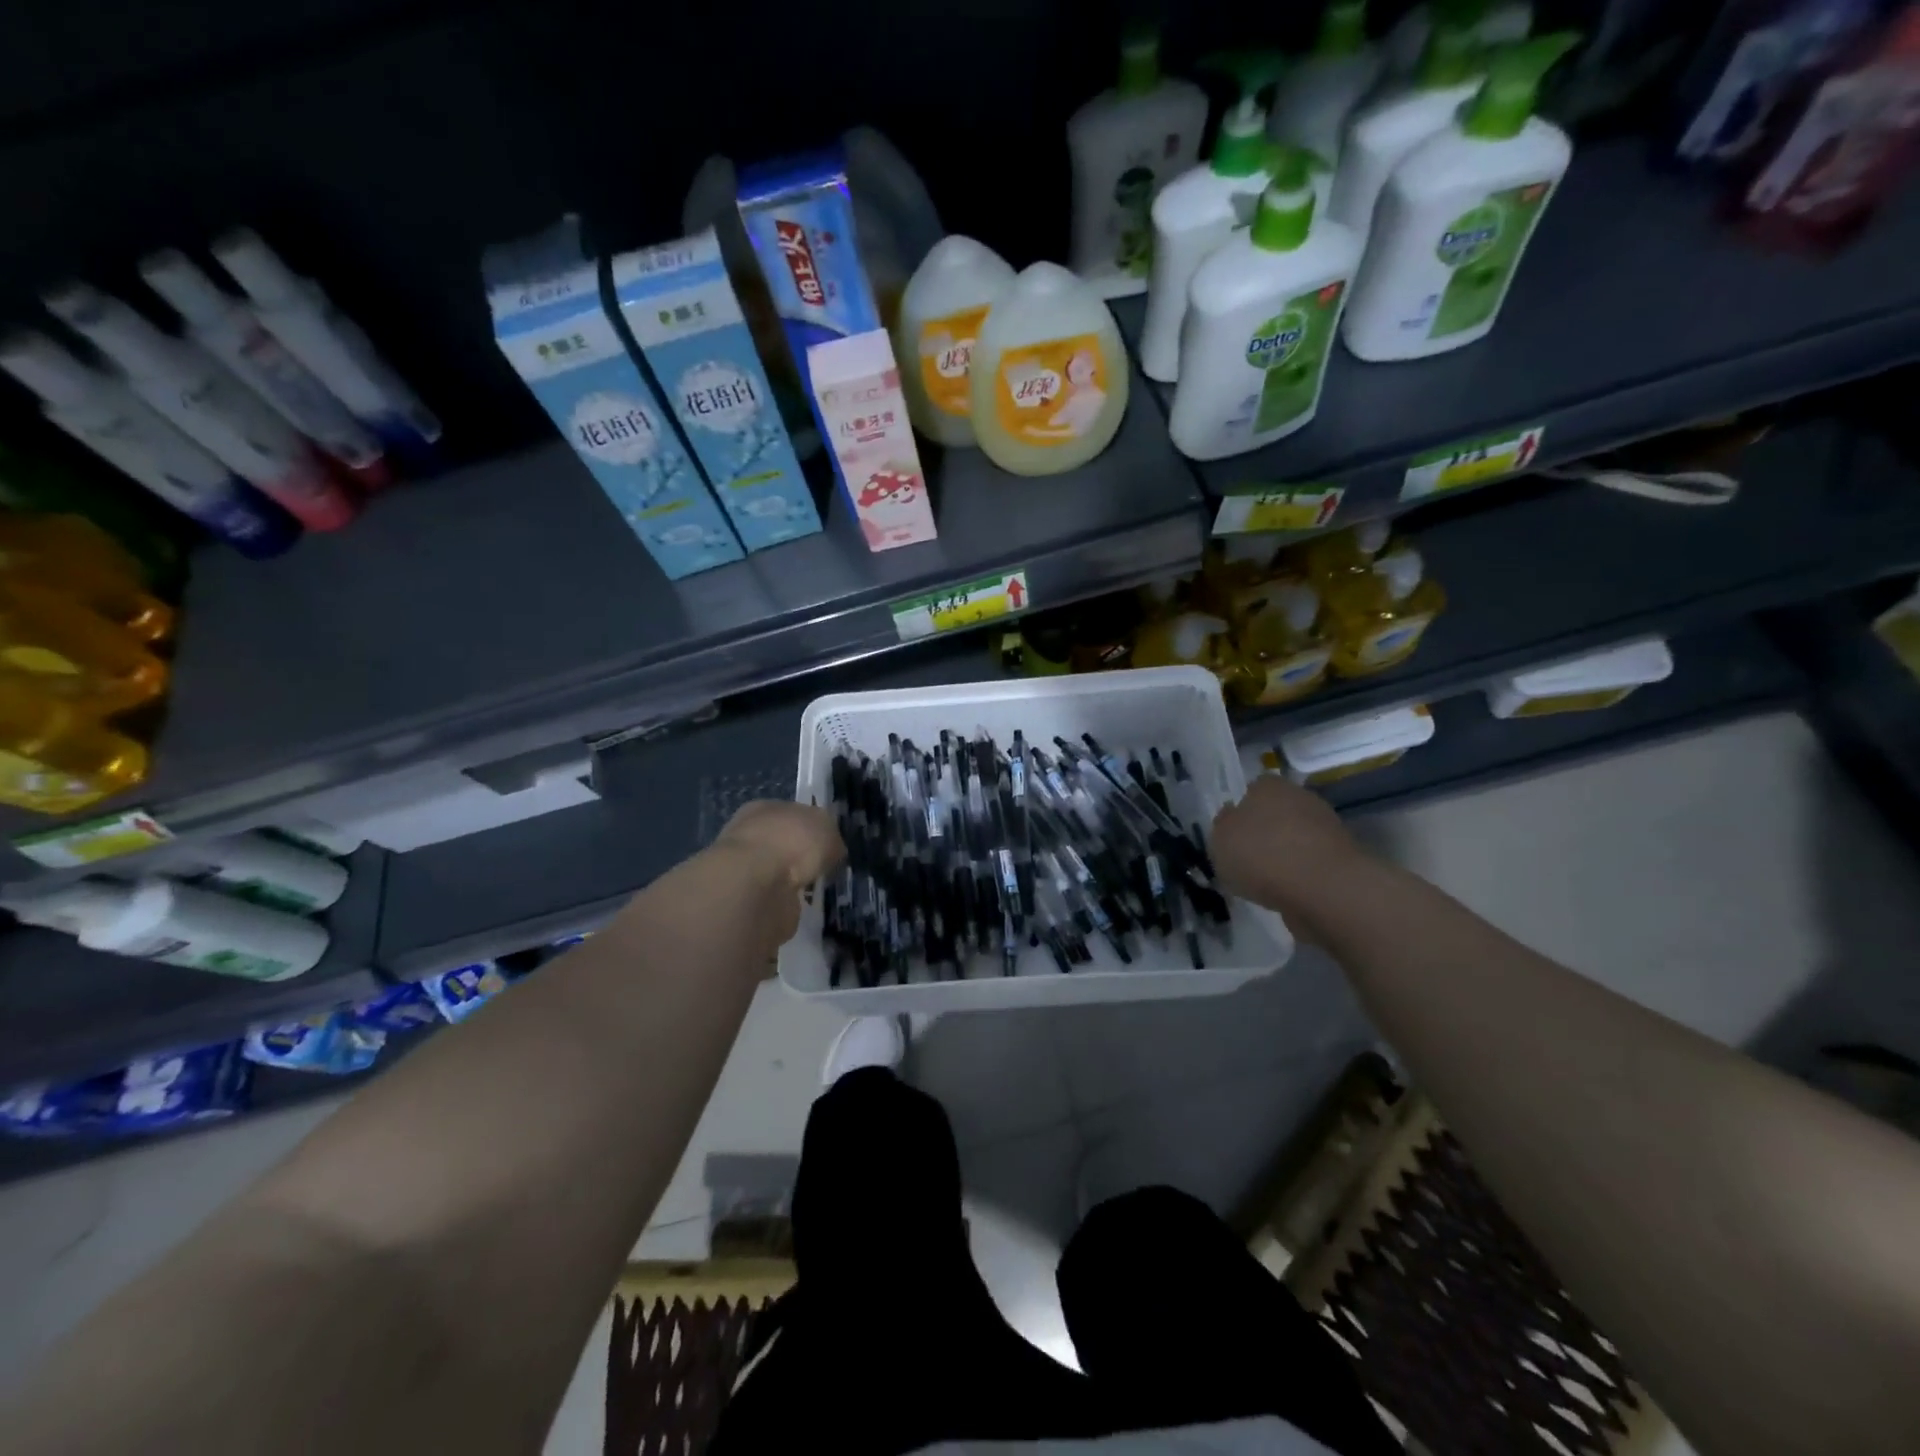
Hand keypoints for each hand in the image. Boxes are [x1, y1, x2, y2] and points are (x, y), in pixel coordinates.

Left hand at [710, 801, 845, 956]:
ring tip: (810, 889)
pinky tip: (795, 905)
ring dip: (789, 880)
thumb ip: (831, 839)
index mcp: (765, 808)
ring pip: (774, 871)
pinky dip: (782, 901)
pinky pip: (770, 897)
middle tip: (821, 869)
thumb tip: (832, 852)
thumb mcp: (827, 830)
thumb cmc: (792, 842)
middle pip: (782, 843)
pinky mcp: (743, 899)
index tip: (828, 845)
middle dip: (799, 855)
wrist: (755, 885)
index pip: (792, 814)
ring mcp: (743, 867)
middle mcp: (749, 833)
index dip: (812, 828)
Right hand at [1211, 775, 1368, 942]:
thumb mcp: (1219, 840)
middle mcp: (1300, 797)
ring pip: (1296, 838)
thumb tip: (1231, 818)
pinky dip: (1301, 875)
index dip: (1241, 811)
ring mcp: (1327, 827)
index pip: (1252, 790)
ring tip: (1266, 882)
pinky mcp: (1343, 858)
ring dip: (1284, 855)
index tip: (1232, 835)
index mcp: (1268, 786)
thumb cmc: (1261, 855)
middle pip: (1276, 813)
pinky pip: (1311, 863)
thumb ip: (1223, 826)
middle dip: (1265, 833)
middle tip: (1247, 859)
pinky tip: (1289, 892)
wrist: (1324, 889)